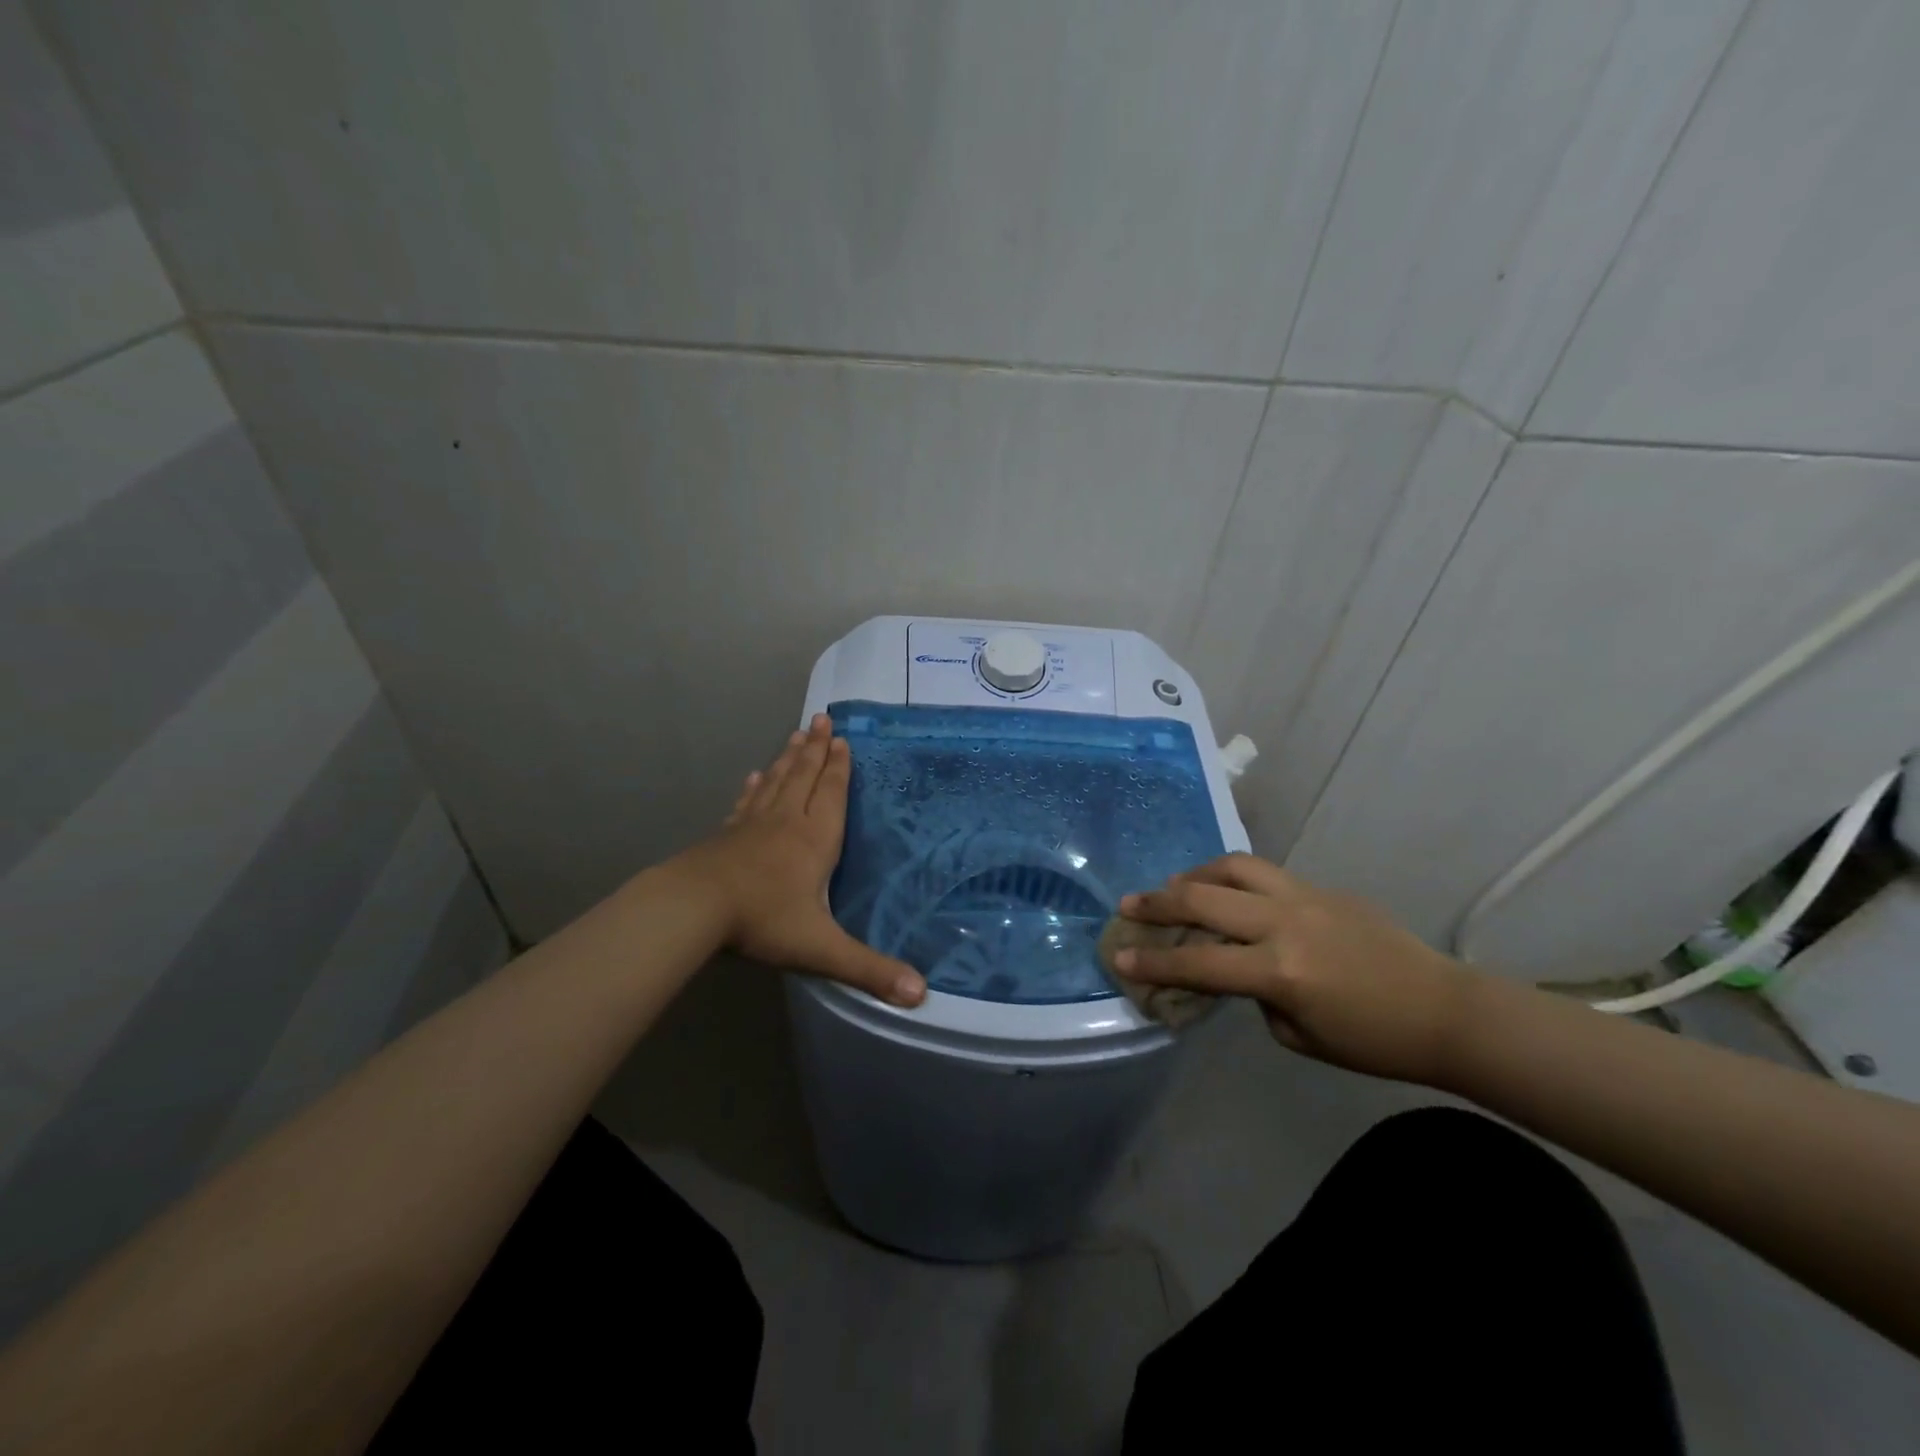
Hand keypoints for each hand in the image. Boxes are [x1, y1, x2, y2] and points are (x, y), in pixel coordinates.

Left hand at [671, 714, 926, 1007]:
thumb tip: (921, 995)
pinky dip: (755, 787)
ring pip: (777, 783)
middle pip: (805, 777)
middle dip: (816, 749)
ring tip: (797, 734)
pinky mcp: (726, 835)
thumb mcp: (821, 948)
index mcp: (815, 839)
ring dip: (789, 758)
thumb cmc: (763, 921)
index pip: (832, 794)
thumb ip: (869, 969)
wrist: (693, 908)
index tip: (842, 739)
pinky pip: (747, 803)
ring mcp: (753, 825)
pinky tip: (754, 776)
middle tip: (821, 718)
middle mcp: (787, 822)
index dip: (839, 767)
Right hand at [1115, 853, 1473, 1084]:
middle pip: (1204, 899)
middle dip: (1157, 902)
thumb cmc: (1372, 1040)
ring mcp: (1305, 896)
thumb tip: (1236, 964)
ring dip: (1195, 874)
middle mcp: (1285, 923)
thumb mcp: (1298, 1034)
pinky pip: (1264, 873)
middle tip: (1129, 905)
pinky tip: (1227, 892)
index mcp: (1280, 971)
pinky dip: (1232, 878)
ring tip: (1175, 886)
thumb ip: (1256, 994)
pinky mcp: (1321, 887)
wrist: (1445, 1009)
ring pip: (1233, 867)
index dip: (1154, 964)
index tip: (1119, 958)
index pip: (1199, 963)